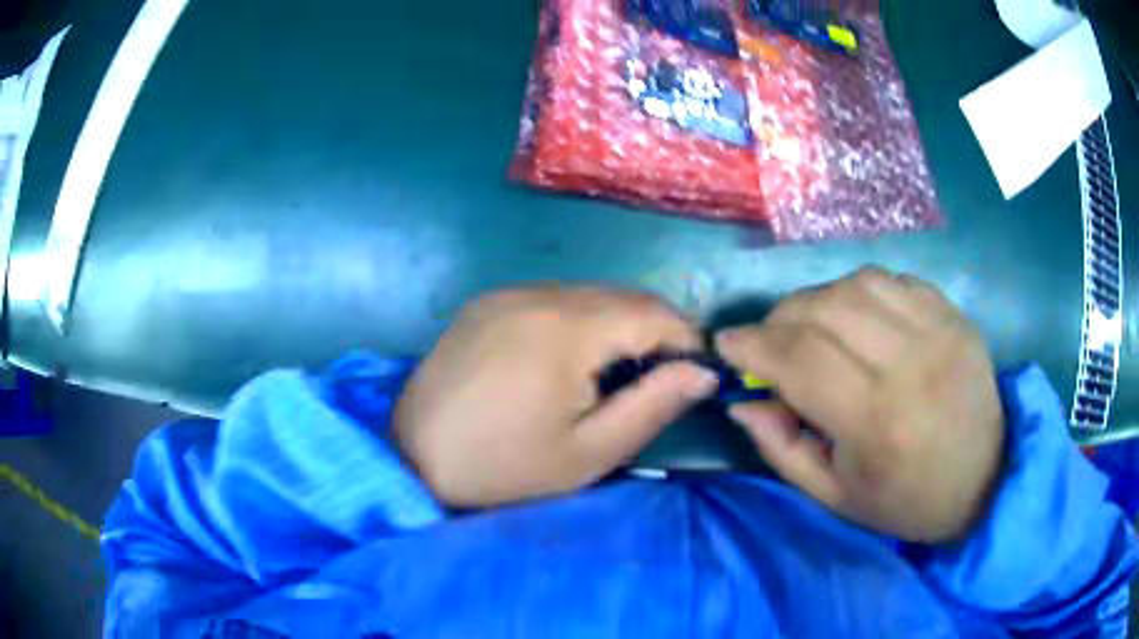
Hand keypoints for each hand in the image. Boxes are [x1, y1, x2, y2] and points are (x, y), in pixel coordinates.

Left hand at [393, 287, 719, 507]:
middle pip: (621, 296)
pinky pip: (551, 299)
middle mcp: (536, 293)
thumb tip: (704, 372)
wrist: (412, 459)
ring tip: (621, 371)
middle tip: (664, 375)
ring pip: (587, 294)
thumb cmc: (505, 468)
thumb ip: (654, 405)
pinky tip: (571, 359)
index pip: (652, 312)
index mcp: (566, 327)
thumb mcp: (590, 452)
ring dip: (617, 324)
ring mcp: (506, 293)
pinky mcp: (485, 304)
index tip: (700, 371)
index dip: (686, 337)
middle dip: (655, 329)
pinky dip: (579, 321)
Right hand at [715, 268, 1003, 542]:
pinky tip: (857, 318)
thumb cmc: (905, 500)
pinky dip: (860, 292)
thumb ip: (782, 447)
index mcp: (877, 421)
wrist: (984, 480)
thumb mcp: (834, 496)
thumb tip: (742, 401)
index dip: (752, 344)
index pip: (800, 359)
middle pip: (824, 309)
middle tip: (767, 340)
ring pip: (857, 283)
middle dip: (779, 319)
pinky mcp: (954, 315)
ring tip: (811, 327)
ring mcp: (938, 330)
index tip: (725, 343)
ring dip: (818, 300)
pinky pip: (893, 281)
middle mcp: (909, 363)